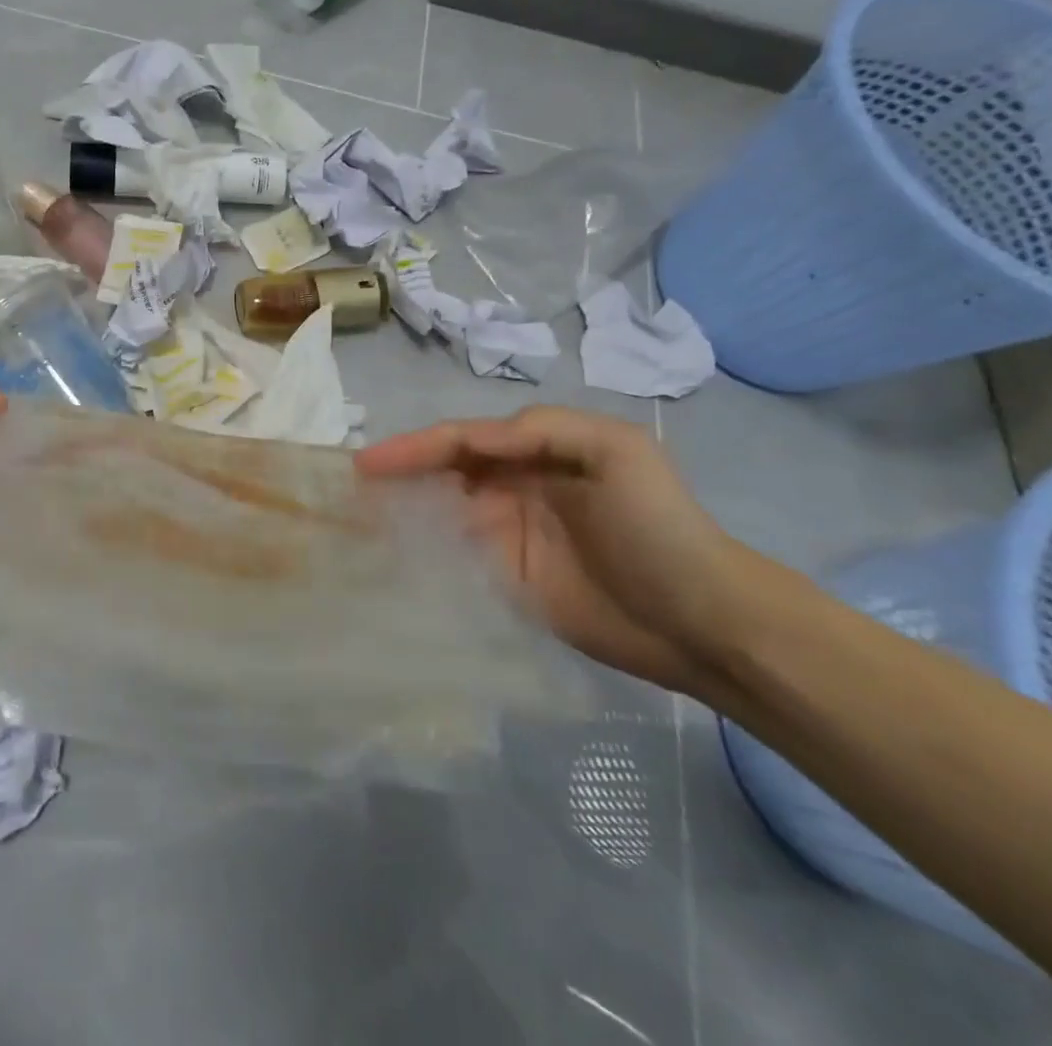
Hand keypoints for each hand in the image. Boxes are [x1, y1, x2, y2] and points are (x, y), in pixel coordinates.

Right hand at [356, 405, 774, 697]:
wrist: (701, 620)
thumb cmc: (657, 524)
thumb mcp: (613, 450)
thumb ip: (539, 430)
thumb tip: (470, 443)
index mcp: (536, 450)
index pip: (463, 440)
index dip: (415, 447)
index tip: (368, 463)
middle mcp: (514, 485)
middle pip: (443, 471)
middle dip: (399, 471)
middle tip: (351, 486)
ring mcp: (507, 533)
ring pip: (442, 511)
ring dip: (403, 508)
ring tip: (357, 515)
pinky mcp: (506, 578)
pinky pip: (455, 556)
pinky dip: (422, 549)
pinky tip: (393, 552)